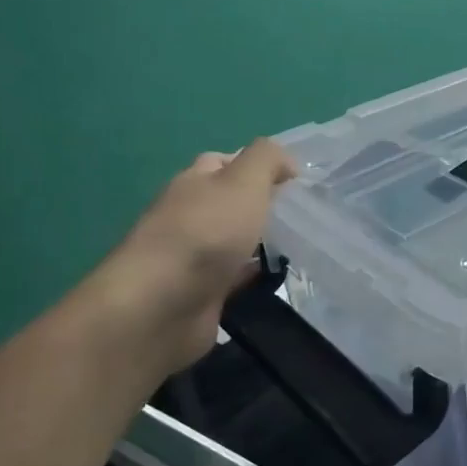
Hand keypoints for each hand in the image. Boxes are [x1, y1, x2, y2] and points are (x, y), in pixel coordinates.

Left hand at [105, 139, 296, 371]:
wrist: (163, 305)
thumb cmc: (206, 233)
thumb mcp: (243, 180)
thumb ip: (266, 160)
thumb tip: (287, 163)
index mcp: (193, 182)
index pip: (223, 162)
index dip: (257, 166)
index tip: (294, 181)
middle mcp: (189, 215)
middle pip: (229, 203)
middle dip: (262, 205)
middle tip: (303, 214)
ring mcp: (192, 257)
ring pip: (233, 241)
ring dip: (260, 241)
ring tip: (300, 244)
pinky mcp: (201, 293)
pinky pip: (234, 277)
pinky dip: (253, 275)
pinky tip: (278, 277)